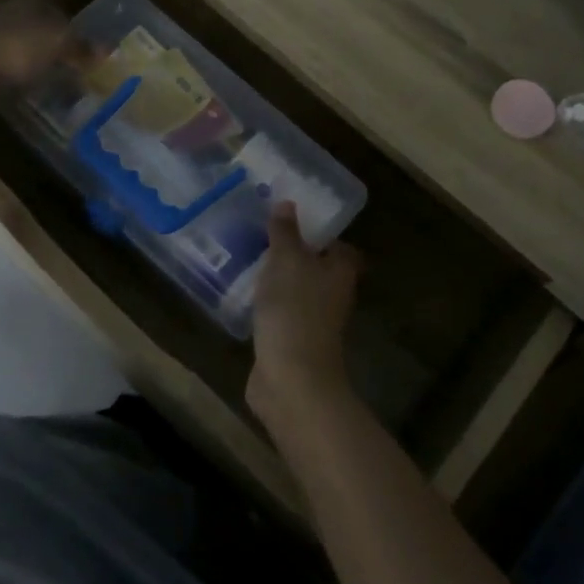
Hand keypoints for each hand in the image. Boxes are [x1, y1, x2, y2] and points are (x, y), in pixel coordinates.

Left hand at [0, 0, 74, 103]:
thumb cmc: (12, 50)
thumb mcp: (56, 46)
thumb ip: (81, 47)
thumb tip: (110, 48)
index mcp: (30, 1)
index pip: (59, 12)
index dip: (73, 33)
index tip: (83, 55)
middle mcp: (6, 9)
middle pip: (36, 26)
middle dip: (50, 45)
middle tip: (67, 70)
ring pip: (16, 43)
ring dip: (28, 59)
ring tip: (44, 82)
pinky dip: (8, 71)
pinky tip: (15, 87)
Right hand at [247, 201, 361, 428]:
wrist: (292, 380)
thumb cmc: (294, 311)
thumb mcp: (287, 261)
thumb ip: (285, 232)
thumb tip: (287, 203)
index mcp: (340, 272)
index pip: (338, 246)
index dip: (319, 232)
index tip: (292, 218)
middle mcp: (332, 295)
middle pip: (316, 268)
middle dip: (293, 254)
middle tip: (262, 234)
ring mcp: (313, 321)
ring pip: (296, 291)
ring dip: (277, 279)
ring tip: (247, 258)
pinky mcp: (291, 341)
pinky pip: (279, 313)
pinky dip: (266, 304)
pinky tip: (243, 294)